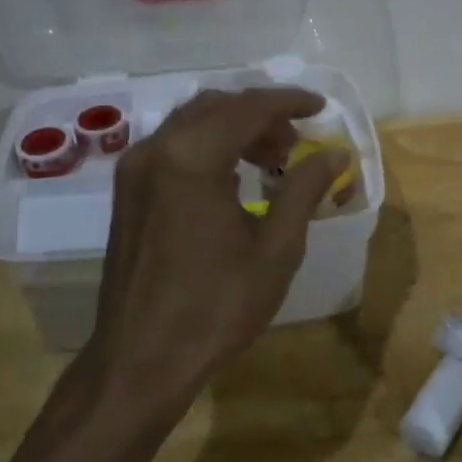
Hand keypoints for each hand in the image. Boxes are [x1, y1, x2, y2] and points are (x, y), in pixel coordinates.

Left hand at [79, 87, 348, 420]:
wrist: (140, 360)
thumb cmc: (216, 308)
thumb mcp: (275, 249)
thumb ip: (303, 190)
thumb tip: (335, 155)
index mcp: (192, 157)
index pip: (247, 107)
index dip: (288, 102)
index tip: (320, 107)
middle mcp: (156, 150)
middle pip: (216, 107)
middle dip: (260, 115)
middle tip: (296, 143)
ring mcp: (135, 170)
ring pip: (191, 123)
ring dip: (233, 129)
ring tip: (271, 161)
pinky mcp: (127, 192)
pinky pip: (173, 146)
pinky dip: (207, 146)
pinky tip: (232, 179)